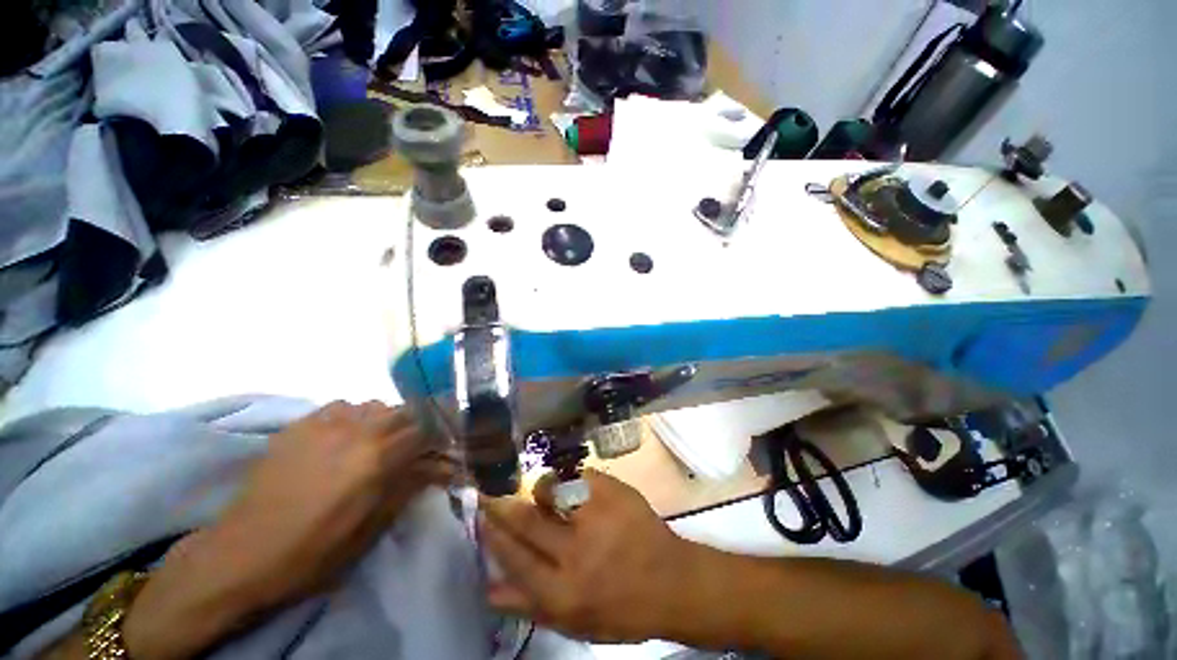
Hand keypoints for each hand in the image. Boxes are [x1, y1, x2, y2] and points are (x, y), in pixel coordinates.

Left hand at [124, 401, 450, 658]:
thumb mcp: (372, 526)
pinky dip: (354, 416)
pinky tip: (344, 436)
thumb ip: (410, 486)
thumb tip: (442, 466)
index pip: (427, 430)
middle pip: (405, 411)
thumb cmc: (314, 550)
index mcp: (378, 457)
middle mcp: (357, 430)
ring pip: (374, 405)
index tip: (444, 448)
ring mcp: (325, 423)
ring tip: (378, 442)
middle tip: (413, 447)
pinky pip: (342, 406)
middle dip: (417, 425)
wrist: (242, 553)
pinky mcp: (300, 425)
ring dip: (386, 419)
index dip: (441, 436)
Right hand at [479, 470, 694, 642]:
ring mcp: (597, 515)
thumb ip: (529, 606)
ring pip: (552, 489)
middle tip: (490, 490)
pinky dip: (568, 478)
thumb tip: (488, 588)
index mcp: (563, 591)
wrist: (672, 581)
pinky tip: (568, 483)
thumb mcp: (574, 623)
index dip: (493, 533)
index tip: (481, 515)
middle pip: (526, 520)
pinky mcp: (614, 491)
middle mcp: (576, 552)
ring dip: (539, 488)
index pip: (514, 556)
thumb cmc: (621, 608)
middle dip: (502, 503)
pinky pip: (579, 475)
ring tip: (538, 488)